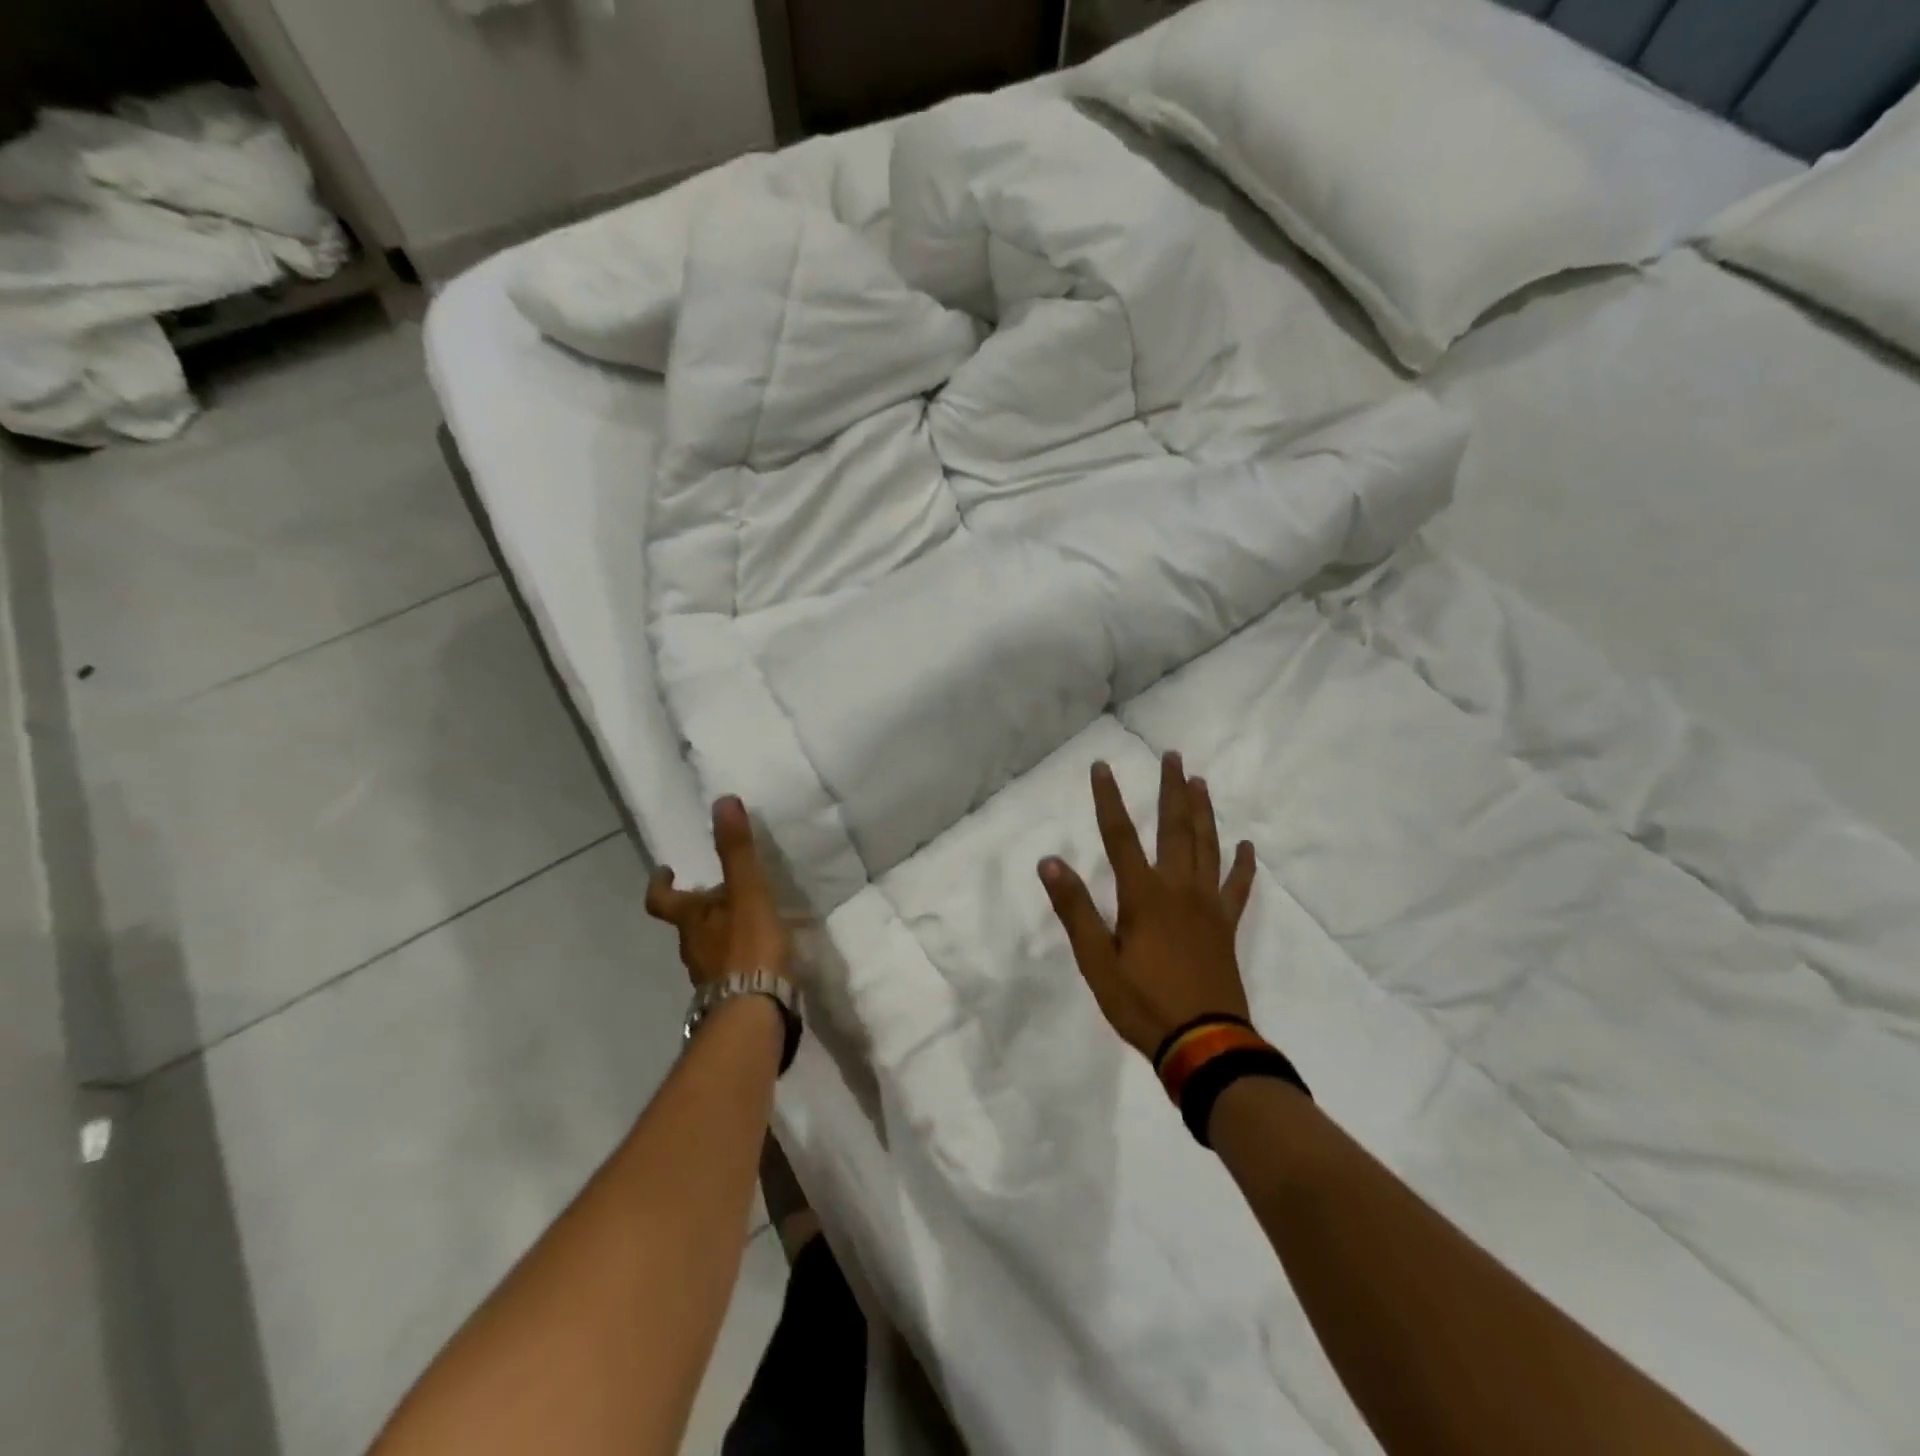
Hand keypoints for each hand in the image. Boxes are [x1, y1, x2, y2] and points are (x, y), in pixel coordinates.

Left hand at [646, 796, 791, 988]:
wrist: (755, 1013)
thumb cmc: (747, 948)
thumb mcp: (746, 891)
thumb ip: (736, 850)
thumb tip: (722, 800)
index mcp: (691, 921)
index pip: (662, 901)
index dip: (660, 886)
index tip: (666, 870)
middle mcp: (693, 949)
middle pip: (689, 924)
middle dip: (703, 906)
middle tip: (725, 891)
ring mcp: (710, 977)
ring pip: (709, 947)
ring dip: (723, 932)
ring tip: (752, 921)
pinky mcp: (731, 996)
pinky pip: (731, 969)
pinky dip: (741, 958)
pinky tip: (764, 956)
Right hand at [1039, 753, 1256, 1058]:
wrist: (1204, 1044)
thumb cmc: (1142, 1004)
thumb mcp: (1096, 961)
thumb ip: (1075, 909)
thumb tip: (1050, 862)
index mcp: (1143, 895)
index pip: (1119, 835)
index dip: (1108, 799)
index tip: (1102, 766)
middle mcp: (1178, 889)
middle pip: (1174, 828)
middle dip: (1170, 790)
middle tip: (1173, 756)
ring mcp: (1208, 906)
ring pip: (1207, 847)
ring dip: (1203, 812)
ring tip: (1200, 782)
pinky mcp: (1226, 927)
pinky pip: (1237, 888)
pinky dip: (1242, 865)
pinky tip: (1246, 846)